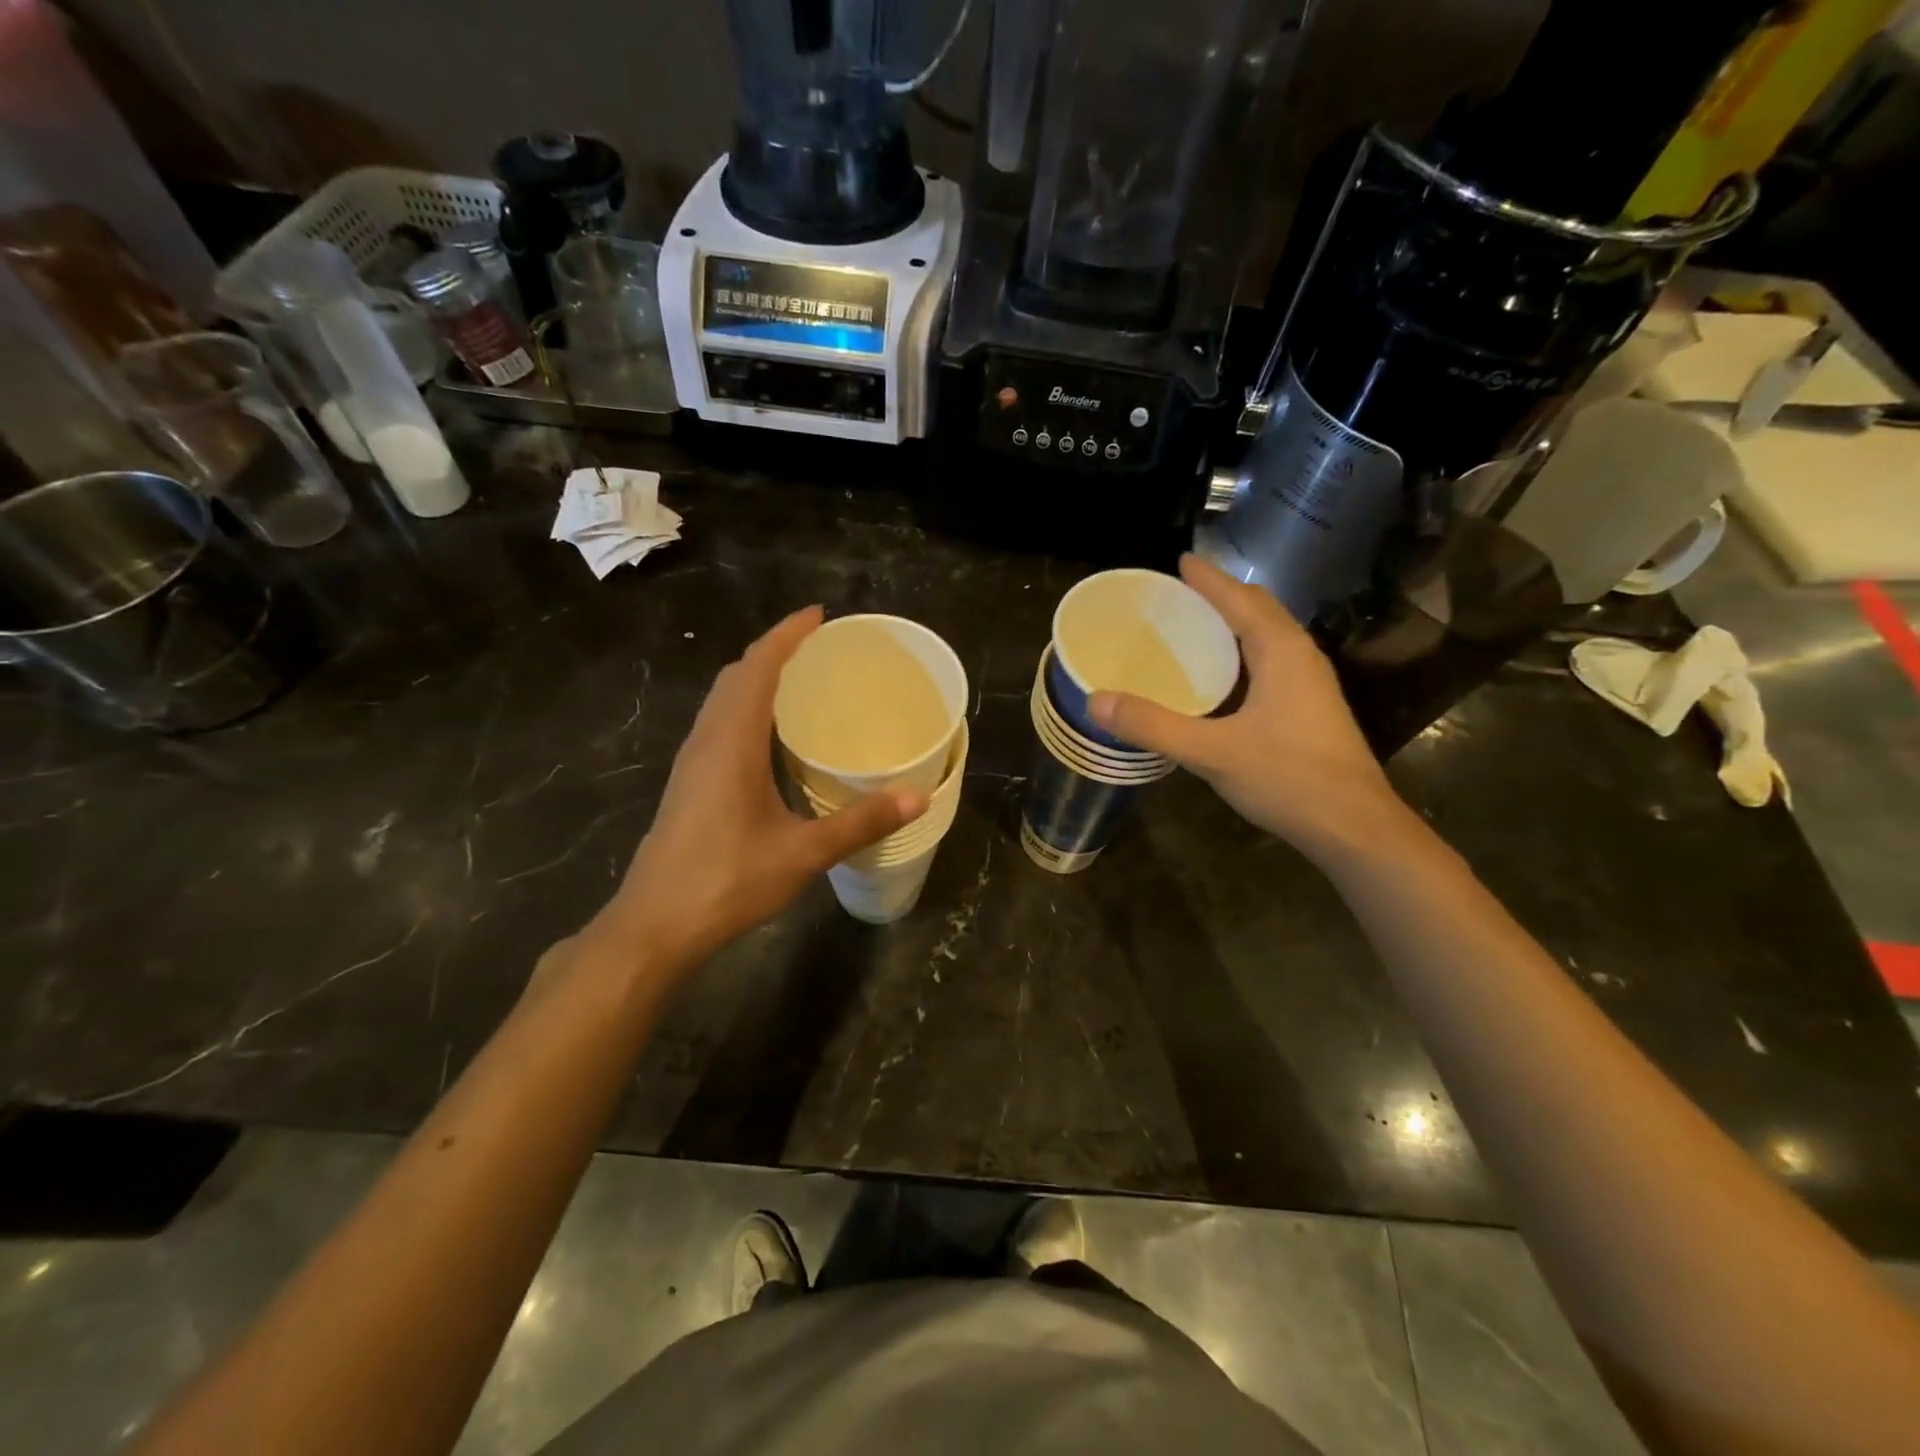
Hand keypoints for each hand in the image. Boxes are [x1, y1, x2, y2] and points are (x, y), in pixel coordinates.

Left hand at [592, 607, 923, 971]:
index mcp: (732, 741)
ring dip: (757, 678)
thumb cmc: (727, 880)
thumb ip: (860, 822)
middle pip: (737, 675)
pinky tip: (772, 737)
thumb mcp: (803, 852)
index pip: (758, 667)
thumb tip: (917, 797)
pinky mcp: (688, 783)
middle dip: (775, 651)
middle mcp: (707, 740)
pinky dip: (746, 708)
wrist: (655, 924)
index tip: (818, 616)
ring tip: (800, 682)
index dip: (787, 635)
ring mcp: (692, 762)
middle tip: (819, 649)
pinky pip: (719, 724)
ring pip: (723, 700)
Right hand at [1089, 554, 1413, 862]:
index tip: (1179, 561)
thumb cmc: (1288, 779)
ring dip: (1234, 624)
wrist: (1354, 828)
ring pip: (1269, 637)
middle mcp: (1301, 657)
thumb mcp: (1211, 752)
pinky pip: (1272, 662)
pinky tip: (1220, 679)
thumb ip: (1153, 726)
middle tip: (1179, 594)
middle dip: (1222, 595)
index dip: (1208, 579)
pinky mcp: (1311, 709)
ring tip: (1194, 627)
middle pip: (1259, 610)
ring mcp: (1311, 684)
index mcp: (1281, 651)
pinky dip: (1243, 653)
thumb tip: (1096, 700)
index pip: (1240, 599)